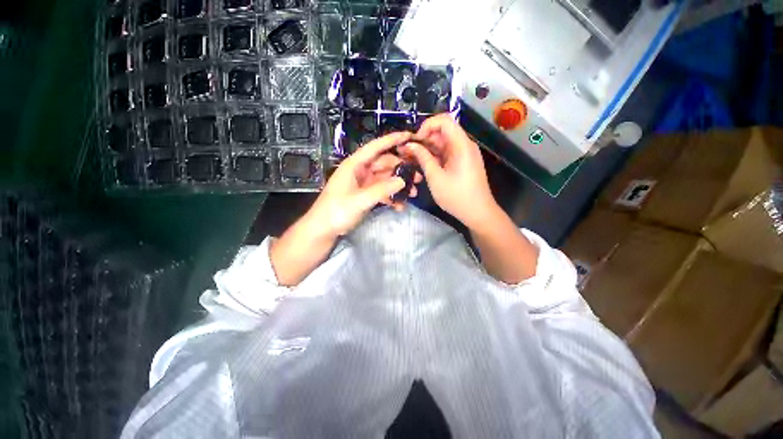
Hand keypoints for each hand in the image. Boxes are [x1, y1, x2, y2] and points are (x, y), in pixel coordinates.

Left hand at [306, 131, 420, 237]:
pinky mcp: (365, 195)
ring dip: (398, 185)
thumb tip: (403, 180)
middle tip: (418, 177)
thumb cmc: (336, 211)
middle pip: (384, 164)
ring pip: (385, 179)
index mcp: (354, 165)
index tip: (410, 136)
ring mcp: (363, 184)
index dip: (392, 140)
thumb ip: (381, 190)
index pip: (375, 147)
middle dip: (401, 169)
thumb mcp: (359, 200)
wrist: (323, 229)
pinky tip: (400, 206)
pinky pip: (382, 192)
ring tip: (413, 193)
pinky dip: (391, 197)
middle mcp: (360, 171)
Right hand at [401, 114, 497, 229]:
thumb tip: (410, 145)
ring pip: (444, 143)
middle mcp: (465, 145)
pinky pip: (447, 153)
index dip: (427, 125)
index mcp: (461, 145)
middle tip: (408, 151)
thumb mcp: (435, 177)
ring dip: (428, 148)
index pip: (444, 120)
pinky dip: (435, 156)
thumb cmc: (456, 196)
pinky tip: (424, 164)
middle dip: (424, 138)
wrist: (478, 213)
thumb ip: (423, 158)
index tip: (415, 140)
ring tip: (412, 158)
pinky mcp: (463, 162)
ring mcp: (465, 154)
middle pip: (443, 131)